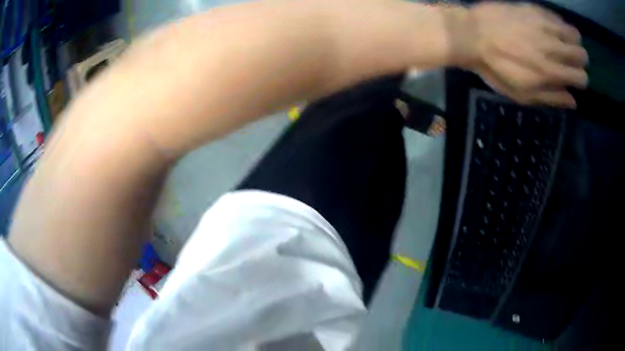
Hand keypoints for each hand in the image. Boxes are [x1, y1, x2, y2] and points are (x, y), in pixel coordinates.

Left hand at [456, 3, 587, 107]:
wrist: (471, 35)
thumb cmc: (496, 68)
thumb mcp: (523, 93)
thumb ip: (551, 97)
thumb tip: (573, 102)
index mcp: (550, 72)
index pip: (581, 77)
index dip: (581, 79)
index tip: (574, 77)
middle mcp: (552, 47)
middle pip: (582, 54)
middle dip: (580, 59)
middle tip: (571, 59)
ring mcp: (543, 25)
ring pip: (573, 33)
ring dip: (573, 40)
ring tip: (565, 42)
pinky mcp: (532, 9)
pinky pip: (556, 16)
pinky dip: (559, 23)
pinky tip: (553, 26)